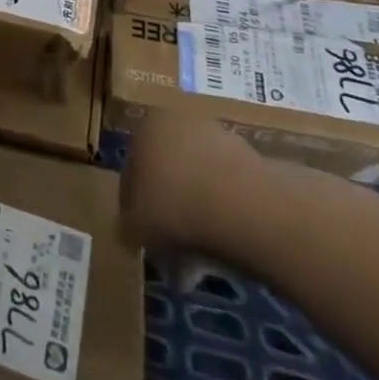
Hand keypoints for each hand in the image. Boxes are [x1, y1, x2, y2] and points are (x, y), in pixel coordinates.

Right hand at [121, 112, 263, 253]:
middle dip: (168, 209)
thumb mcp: (137, 227)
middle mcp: (179, 122)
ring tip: (202, 257)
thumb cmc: (176, 207)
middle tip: (172, 249)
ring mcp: (218, 137)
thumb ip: (128, 227)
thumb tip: (130, 232)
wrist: (243, 206)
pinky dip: (223, 213)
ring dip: (197, 211)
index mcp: (146, 127)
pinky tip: (226, 244)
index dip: (134, 207)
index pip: (132, 169)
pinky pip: (226, 189)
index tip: (143, 237)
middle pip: (167, 171)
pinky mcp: (250, 157)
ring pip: (198, 180)